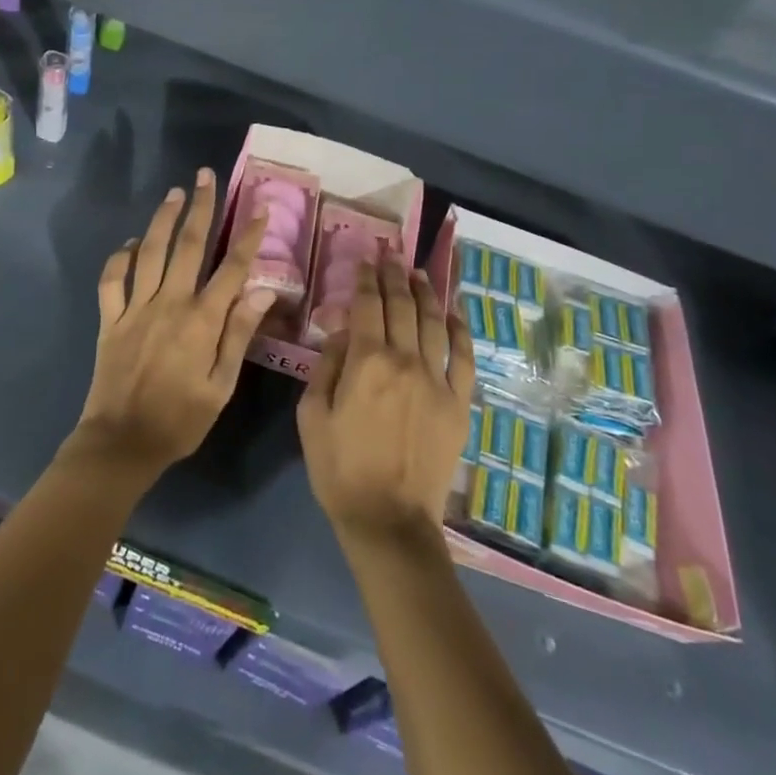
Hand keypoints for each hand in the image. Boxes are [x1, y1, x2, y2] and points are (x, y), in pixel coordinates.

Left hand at [72, 168, 273, 477]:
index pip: (232, 269)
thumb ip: (239, 335)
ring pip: (150, 252)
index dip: (248, 237)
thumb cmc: (180, 420)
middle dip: (202, 208)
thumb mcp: (221, 386)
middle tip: (207, 176)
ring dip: (163, 219)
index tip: (260, 208)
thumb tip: (263, 292)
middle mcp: (169, 303)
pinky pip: (112, 279)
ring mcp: (136, 308)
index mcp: (201, 321)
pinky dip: (120, 257)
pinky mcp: (111, 319)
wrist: (121, 443)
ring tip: (174, 192)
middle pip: (189, 245)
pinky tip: (130, 243)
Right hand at [298, 254, 474, 548]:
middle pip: (402, 306)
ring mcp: (437, 380)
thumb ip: (327, 367)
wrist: (389, 520)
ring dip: (426, 293)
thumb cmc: (340, 469)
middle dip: (394, 275)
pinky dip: (460, 330)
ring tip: (419, 272)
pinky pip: (464, 357)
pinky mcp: (458, 402)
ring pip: (434, 322)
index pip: (366, 306)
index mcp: (366, 362)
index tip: (365, 260)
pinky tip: (454, 312)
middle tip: (391, 254)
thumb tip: (343, 334)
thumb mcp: (311, 416)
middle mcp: (405, 360)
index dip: (365, 279)